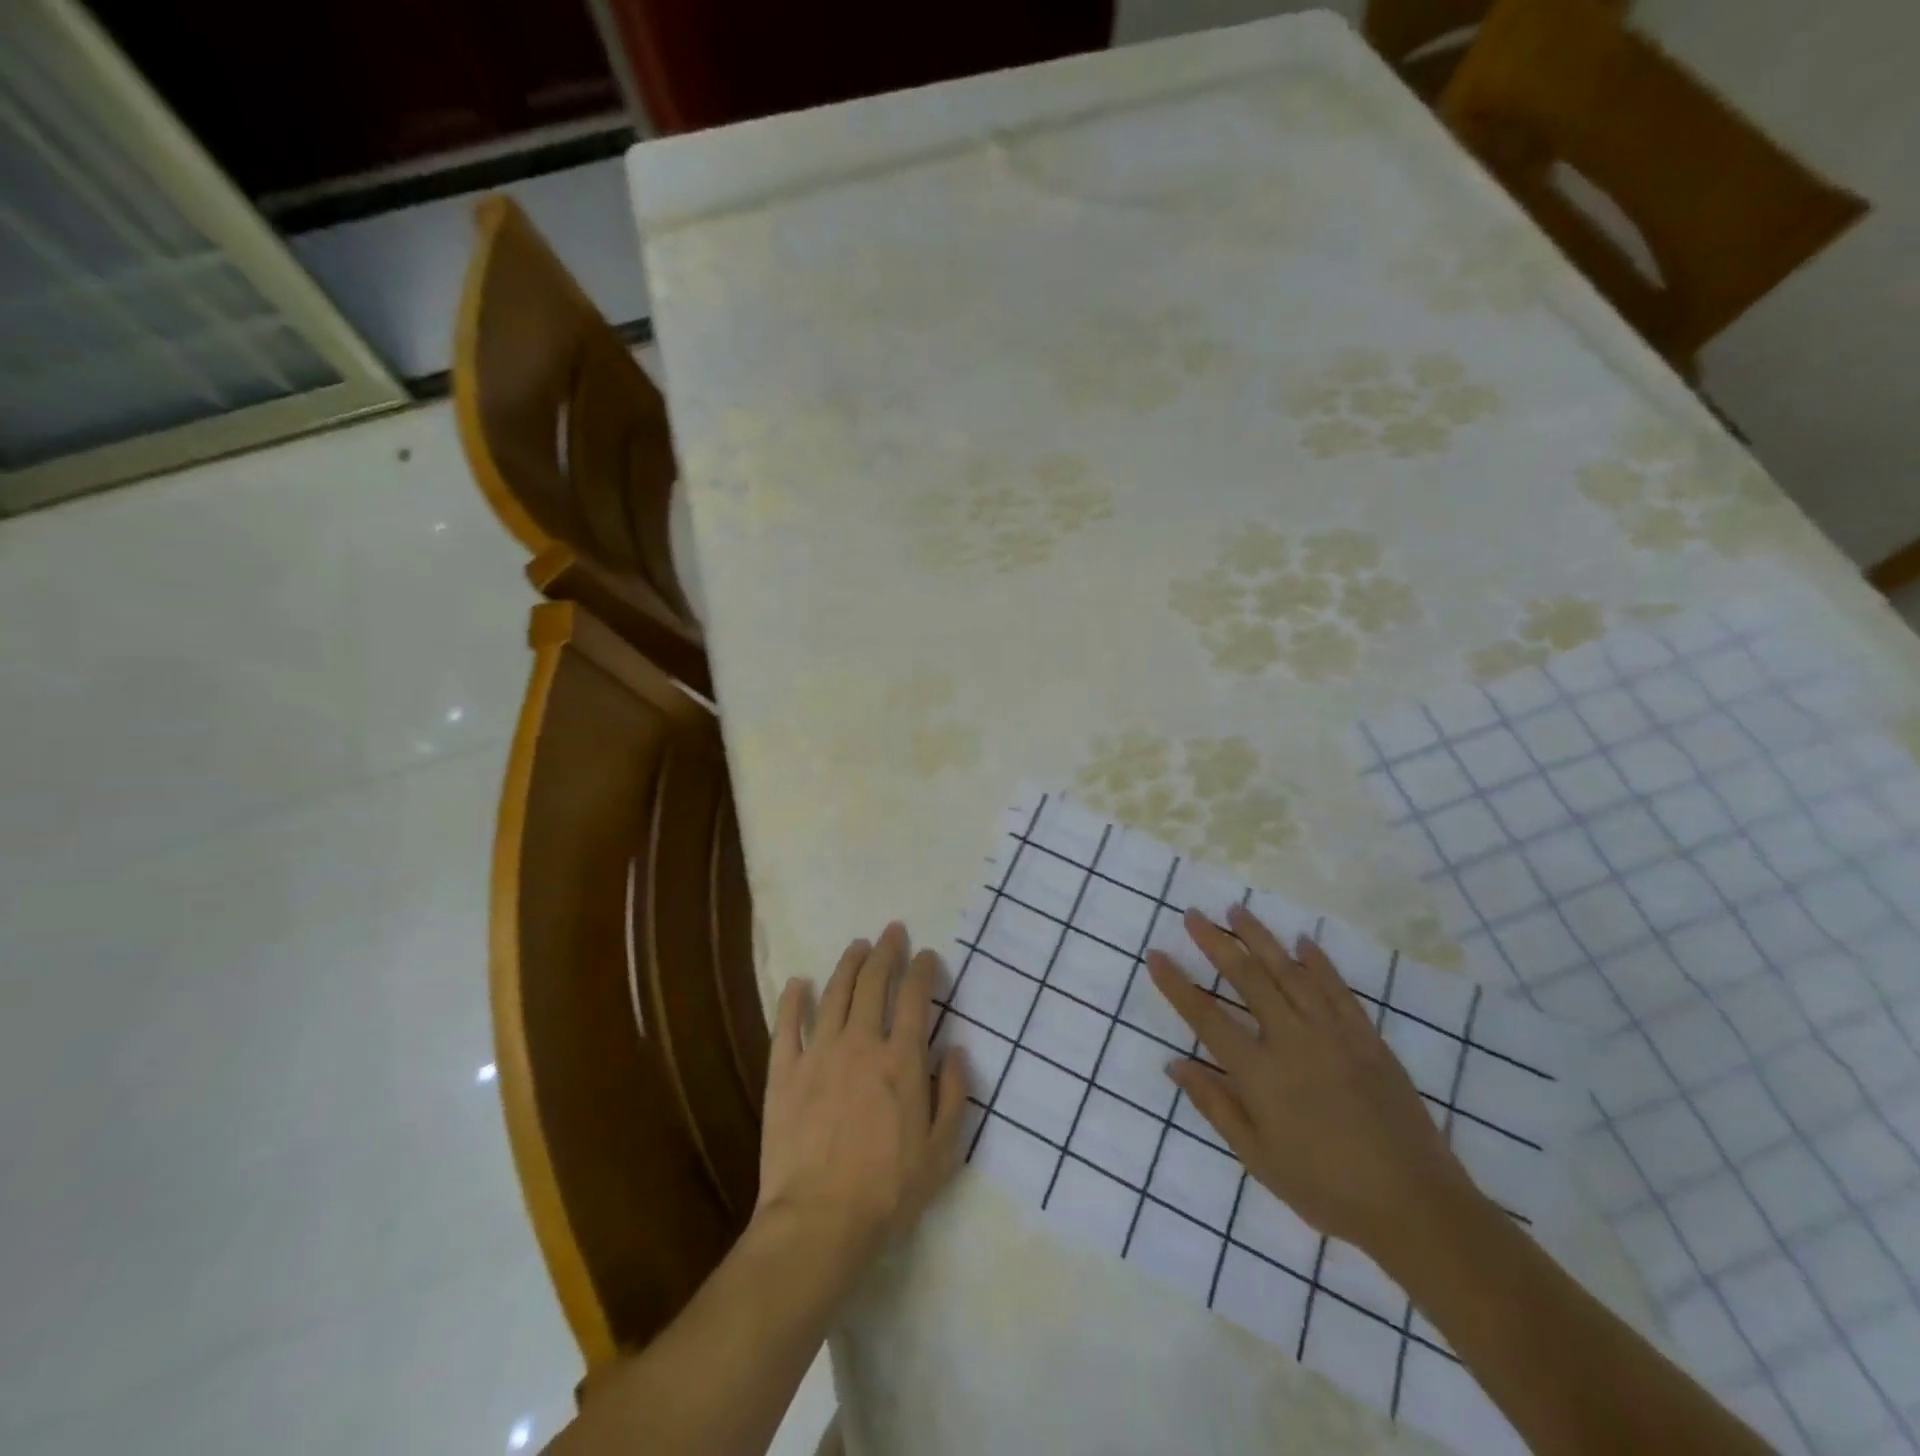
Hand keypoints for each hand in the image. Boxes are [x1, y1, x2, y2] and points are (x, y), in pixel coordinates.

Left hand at [754, 923, 967, 1281]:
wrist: (819, 1221)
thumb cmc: (888, 1190)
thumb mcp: (942, 1151)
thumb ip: (954, 1095)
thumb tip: (956, 1049)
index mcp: (901, 1060)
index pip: (915, 998)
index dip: (922, 970)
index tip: (927, 956)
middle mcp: (861, 1043)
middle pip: (873, 983)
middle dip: (886, 952)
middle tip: (892, 932)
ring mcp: (818, 1054)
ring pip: (834, 993)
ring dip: (848, 964)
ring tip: (858, 945)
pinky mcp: (783, 1072)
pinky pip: (787, 1025)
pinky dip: (793, 999)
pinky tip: (798, 982)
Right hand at [1147, 905, 1478, 1263]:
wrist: (1416, 1207)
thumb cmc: (1326, 1189)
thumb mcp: (1258, 1158)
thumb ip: (1215, 1106)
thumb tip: (1175, 1064)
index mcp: (1260, 1073)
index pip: (1206, 1017)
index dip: (1177, 984)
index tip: (1156, 954)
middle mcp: (1292, 1041)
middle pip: (1246, 979)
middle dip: (1215, 943)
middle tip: (1193, 914)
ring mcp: (1333, 1034)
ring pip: (1289, 972)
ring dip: (1260, 938)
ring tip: (1237, 910)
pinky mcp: (1367, 1038)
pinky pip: (1338, 989)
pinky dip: (1318, 962)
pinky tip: (1302, 942)